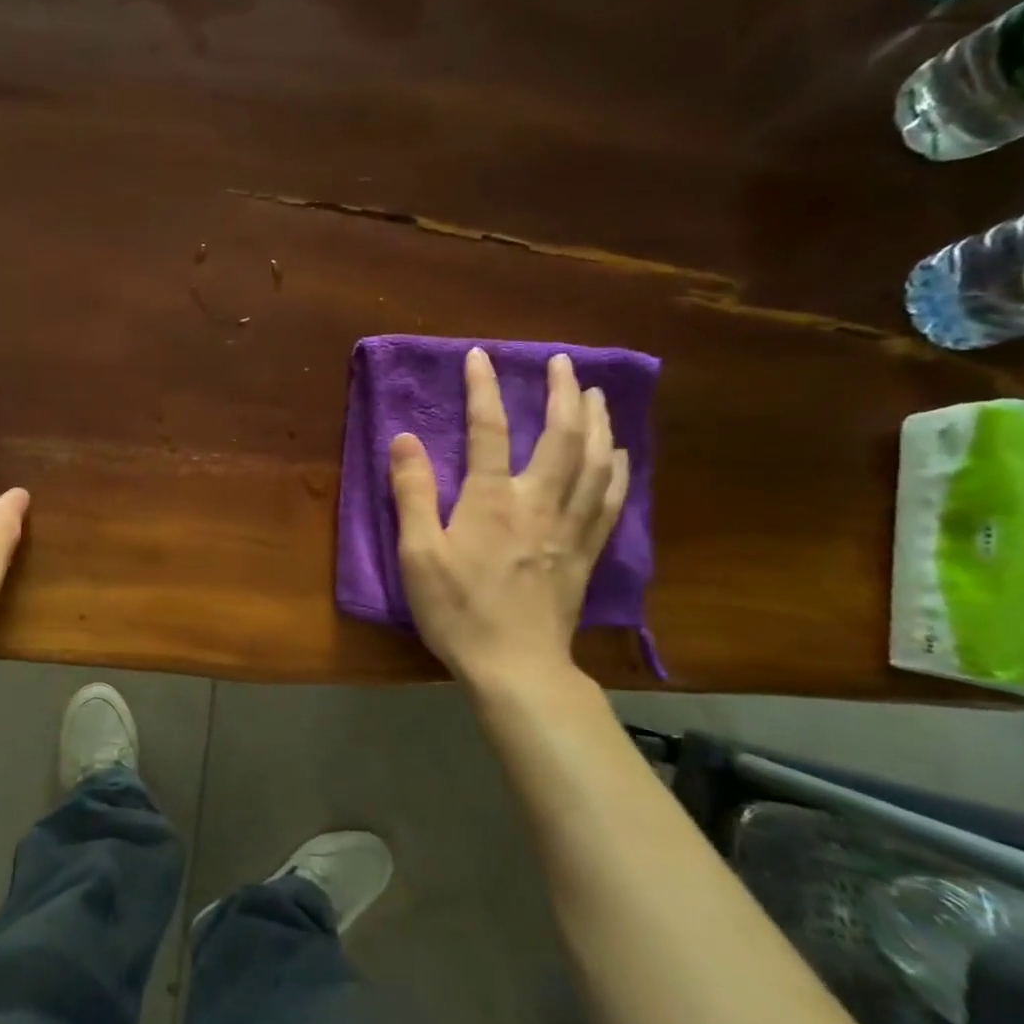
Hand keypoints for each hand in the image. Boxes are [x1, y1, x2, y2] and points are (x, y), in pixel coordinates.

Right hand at [389, 348, 627, 692]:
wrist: (515, 667)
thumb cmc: (458, 611)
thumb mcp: (418, 555)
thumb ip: (413, 494)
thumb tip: (405, 439)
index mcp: (492, 500)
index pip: (489, 430)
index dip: (484, 389)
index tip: (480, 356)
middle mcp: (538, 502)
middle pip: (561, 436)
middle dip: (563, 393)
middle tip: (562, 362)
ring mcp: (569, 527)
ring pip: (595, 462)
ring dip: (597, 422)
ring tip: (596, 394)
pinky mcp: (585, 553)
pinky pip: (611, 501)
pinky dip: (618, 470)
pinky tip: (619, 454)